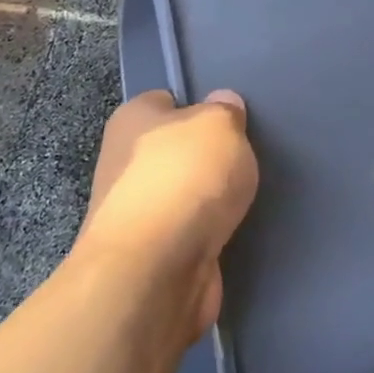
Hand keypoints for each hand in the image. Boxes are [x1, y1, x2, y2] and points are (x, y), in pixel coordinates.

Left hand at [71, 89, 258, 344]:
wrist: (155, 271)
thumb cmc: (185, 180)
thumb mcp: (220, 125)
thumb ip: (225, 111)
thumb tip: (222, 104)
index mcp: (132, 120)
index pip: (166, 101)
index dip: (199, 107)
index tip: (231, 121)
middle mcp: (125, 162)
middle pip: (176, 150)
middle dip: (208, 157)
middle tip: (246, 159)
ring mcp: (136, 212)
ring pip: (184, 193)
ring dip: (211, 199)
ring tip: (248, 196)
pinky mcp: (152, 254)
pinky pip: (189, 231)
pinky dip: (210, 232)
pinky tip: (236, 230)